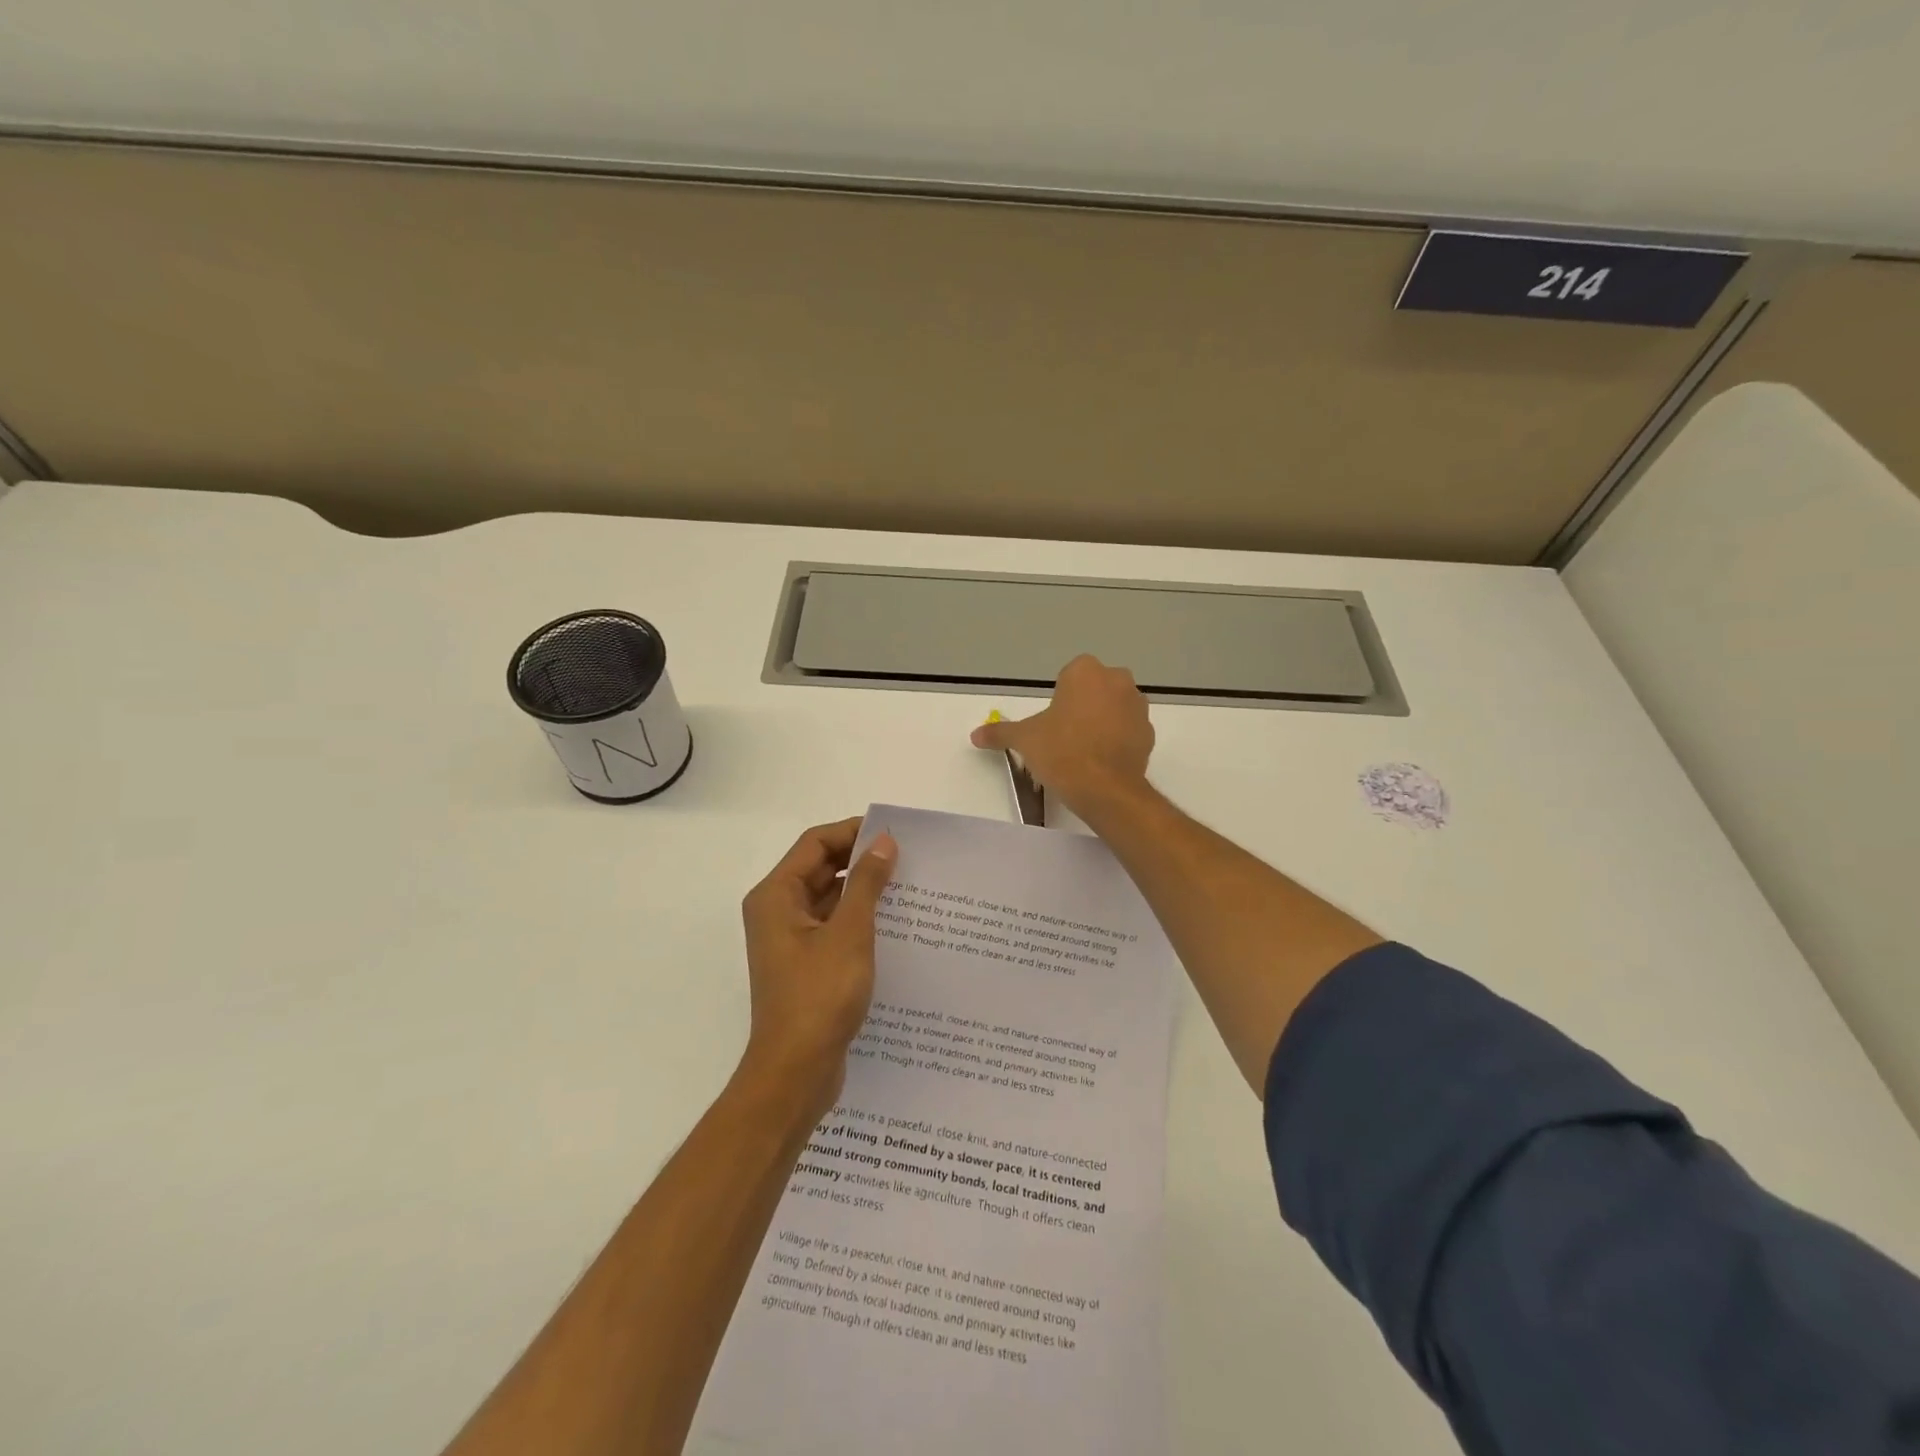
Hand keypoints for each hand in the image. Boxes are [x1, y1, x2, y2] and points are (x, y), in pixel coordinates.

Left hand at [738, 817, 897, 1116]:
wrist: (796, 1072)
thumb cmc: (819, 995)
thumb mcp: (850, 932)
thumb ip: (867, 883)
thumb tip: (883, 842)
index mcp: (776, 896)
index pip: (815, 844)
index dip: (852, 832)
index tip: (894, 834)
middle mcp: (778, 911)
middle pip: (821, 868)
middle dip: (862, 861)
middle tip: (908, 859)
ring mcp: (791, 940)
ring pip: (830, 899)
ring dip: (864, 891)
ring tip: (909, 888)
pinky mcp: (806, 965)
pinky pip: (834, 927)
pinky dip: (860, 920)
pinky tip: (896, 925)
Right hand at [970, 655, 1154, 818]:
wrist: (1104, 789)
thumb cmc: (1061, 751)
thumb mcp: (1024, 740)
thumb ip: (1000, 733)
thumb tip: (975, 734)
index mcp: (1086, 671)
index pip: (1069, 676)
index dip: (1059, 699)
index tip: (1052, 723)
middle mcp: (1118, 680)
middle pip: (1095, 689)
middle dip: (1082, 707)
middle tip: (1064, 736)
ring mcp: (1138, 707)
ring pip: (1114, 708)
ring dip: (1102, 722)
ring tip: (1083, 752)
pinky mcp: (1149, 734)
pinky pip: (1128, 731)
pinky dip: (1117, 741)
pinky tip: (1101, 763)